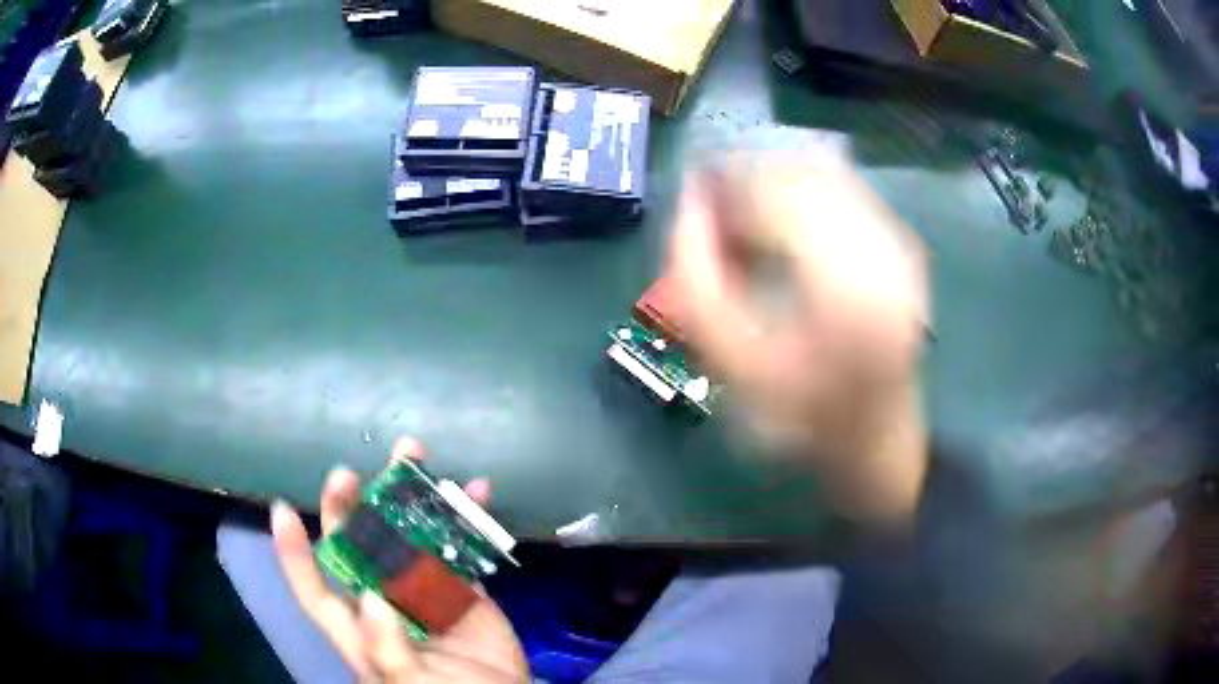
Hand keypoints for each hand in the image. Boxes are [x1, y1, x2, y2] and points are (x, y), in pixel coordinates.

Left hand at [271, 437, 528, 682]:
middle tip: (348, 474)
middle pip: (359, 549)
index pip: (316, 589)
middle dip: (350, 509)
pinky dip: (468, 518)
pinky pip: (461, 547)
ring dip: (412, 498)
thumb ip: (386, 649)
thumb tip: (369, 600)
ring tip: (414, 454)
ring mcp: (425, 591)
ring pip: (408, 536)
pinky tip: (477, 490)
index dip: (295, 554)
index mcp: (361, 626)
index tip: (281, 510)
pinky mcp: (463, 588)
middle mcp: (385, 600)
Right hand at [666, 157, 930, 522]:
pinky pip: (845, 192)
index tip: (695, 194)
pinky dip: (807, 198)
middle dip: (751, 179)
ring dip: (778, 187)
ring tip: (752, 222)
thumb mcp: (728, 359)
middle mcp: (880, 245)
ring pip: (824, 175)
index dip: (727, 180)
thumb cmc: (797, 410)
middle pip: (801, 172)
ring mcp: (897, 241)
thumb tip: (688, 201)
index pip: (775, 189)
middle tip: (719, 210)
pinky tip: (789, 231)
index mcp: (841, 278)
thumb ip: (695, 275)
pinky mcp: (901, 244)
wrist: (873, 431)